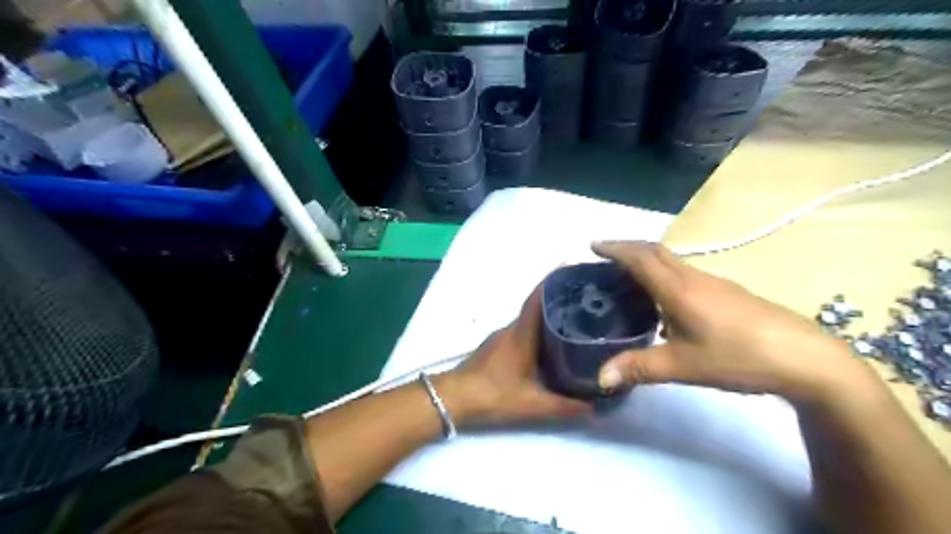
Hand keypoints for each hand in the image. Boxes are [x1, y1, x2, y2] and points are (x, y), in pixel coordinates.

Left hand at [441, 286, 590, 426]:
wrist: (455, 398)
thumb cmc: (494, 394)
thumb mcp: (532, 405)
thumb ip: (564, 407)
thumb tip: (595, 407)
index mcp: (521, 334)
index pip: (537, 299)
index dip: (553, 280)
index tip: (571, 266)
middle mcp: (512, 329)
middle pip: (536, 305)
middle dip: (558, 297)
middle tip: (585, 297)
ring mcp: (502, 337)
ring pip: (529, 319)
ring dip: (548, 313)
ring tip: (575, 317)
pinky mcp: (497, 346)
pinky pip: (522, 329)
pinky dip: (538, 328)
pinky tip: (550, 341)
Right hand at [592, 239, 880, 406]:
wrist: (806, 359)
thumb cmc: (738, 356)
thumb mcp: (683, 366)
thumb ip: (639, 368)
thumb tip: (600, 377)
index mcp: (679, 289)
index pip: (640, 259)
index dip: (615, 249)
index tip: (593, 245)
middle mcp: (694, 278)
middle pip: (656, 252)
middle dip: (627, 248)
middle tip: (605, 256)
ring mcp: (715, 283)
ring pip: (673, 262)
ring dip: (647, 261)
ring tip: (628, 278)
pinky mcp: (729, 293)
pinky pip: (686, 274)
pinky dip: (665, 275)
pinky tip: (665, 302)